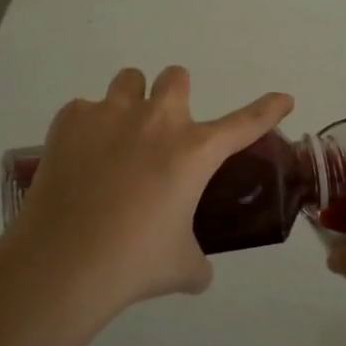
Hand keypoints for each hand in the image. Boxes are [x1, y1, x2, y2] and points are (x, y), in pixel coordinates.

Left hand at [6, 66, 293, 309]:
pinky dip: (88, 128)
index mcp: (194, 152)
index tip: (283, 98)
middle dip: (176, 95)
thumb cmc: (133, 263)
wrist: (62, 264)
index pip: (245, 123)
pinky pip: (85, 109)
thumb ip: (198, 259)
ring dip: (133, 100)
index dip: (268, 109)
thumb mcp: (182, 267)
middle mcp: (157, 121)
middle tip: (165, 130)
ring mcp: (111, 114)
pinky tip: (80, 159)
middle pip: (177, 77)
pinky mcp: (70, 120)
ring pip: (130, 80)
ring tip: (120, 136)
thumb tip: (198, 269)